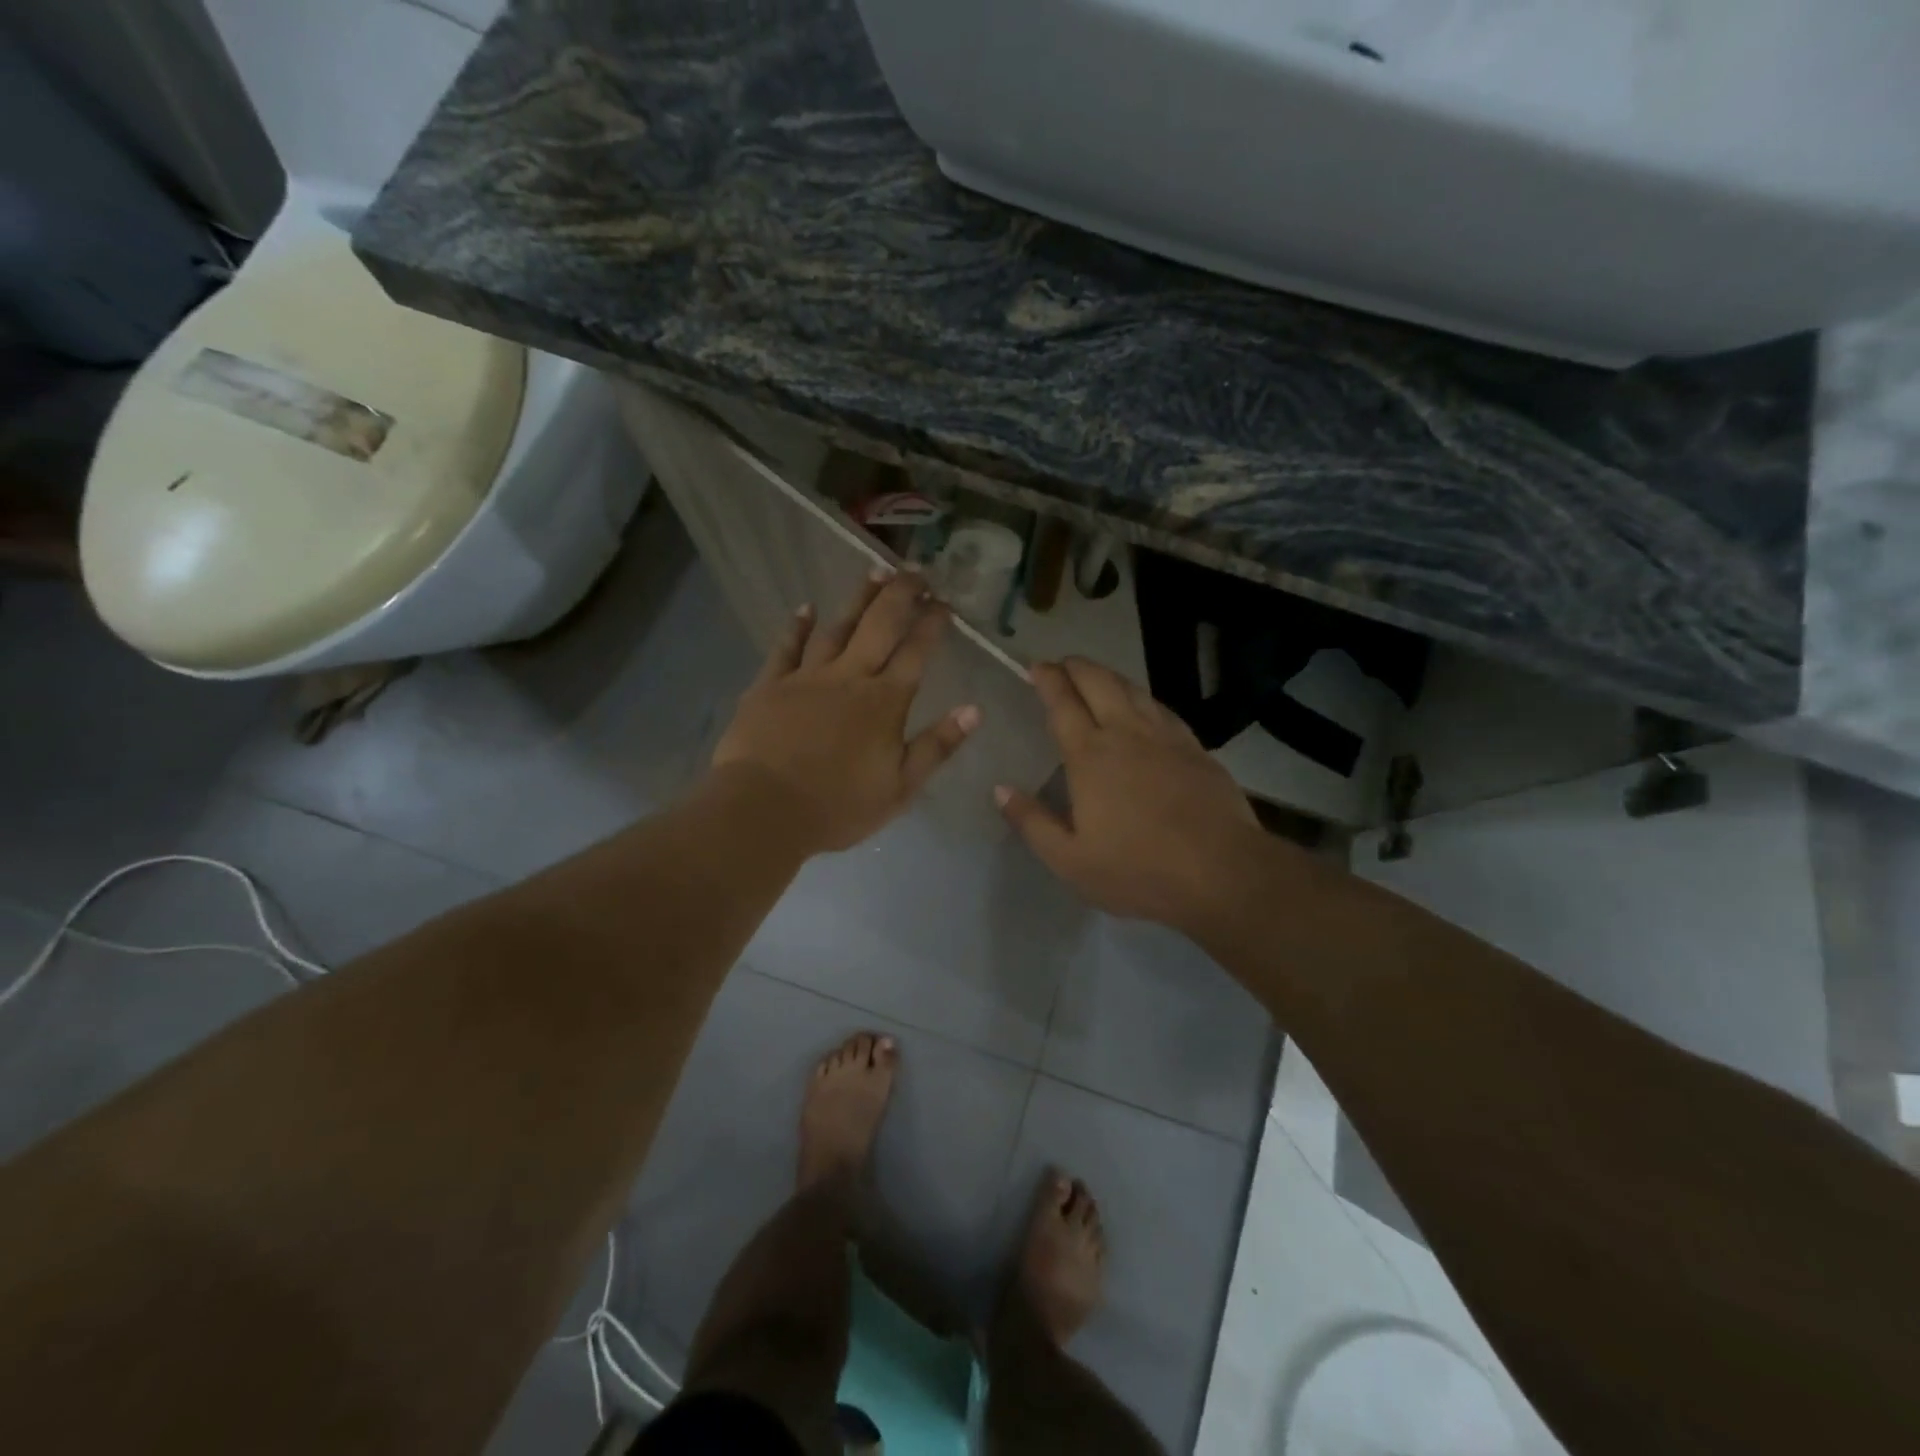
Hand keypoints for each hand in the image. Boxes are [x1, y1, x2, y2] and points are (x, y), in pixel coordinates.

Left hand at [712, 570, 979, 853]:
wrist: (764, 810)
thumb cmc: (838, 806)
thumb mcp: (901, 788)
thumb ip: (937, 746)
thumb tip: (974, 709)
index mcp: (885, 702)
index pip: (916, 652)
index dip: (932, 623)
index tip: (945, 602)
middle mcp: (850, 677)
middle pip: (879, 625)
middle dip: (901, 594)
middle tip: (916, 571)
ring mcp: (807, 677)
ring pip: (838, 627)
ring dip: (858, 599)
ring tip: (875, 572)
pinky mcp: (770, 685)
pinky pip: (786, 647)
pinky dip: (797, 626)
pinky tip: (807, 607)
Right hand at [996, 658, 1265, 936]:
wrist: (1221, 872)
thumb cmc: (1138, 869)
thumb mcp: (1070, 861)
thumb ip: (1032, 822)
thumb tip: (1000, 789)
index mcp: (1090, 756)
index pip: (1063, 703)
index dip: (1047, 679)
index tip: (1035, 667)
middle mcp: (1126, 733)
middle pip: (1099, 682)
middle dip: (1076, 667)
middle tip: (1061, 665)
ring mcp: (1165, 737)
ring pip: (1133, 689)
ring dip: (1108, 676)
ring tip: (1095, 677)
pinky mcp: (1195, 748)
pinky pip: (1162, 708)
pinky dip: (1142, 697)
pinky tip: (1143, 706)